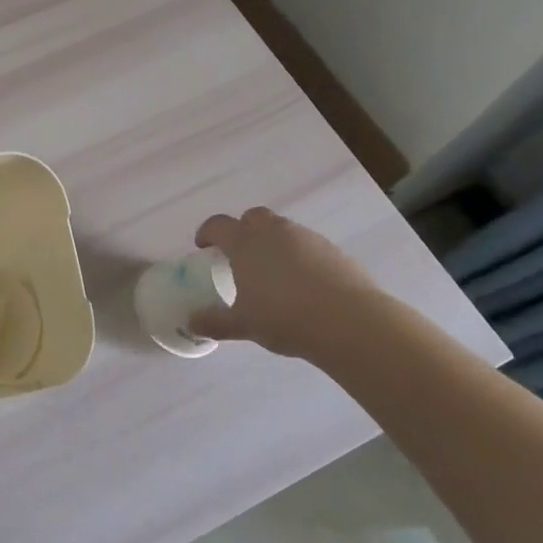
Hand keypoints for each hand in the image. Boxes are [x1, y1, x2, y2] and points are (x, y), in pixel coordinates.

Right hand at [187, 207, 386, 358]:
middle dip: (243, 229)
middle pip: (253, 217)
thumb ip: (216, 322)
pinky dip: (300, 257)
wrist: (350, 322)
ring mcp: (307, 238)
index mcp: (245, 243)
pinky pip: (309, 245)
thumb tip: (192, 322)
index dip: (208, 233)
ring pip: (283, 229)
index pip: (218, 225)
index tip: (204, 247)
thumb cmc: (285, 318)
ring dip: (274, 242)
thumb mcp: (244, 325)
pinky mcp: (334, 250)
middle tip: (241, 255)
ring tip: (274, 273)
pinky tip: (305, 284)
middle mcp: (274, 232)